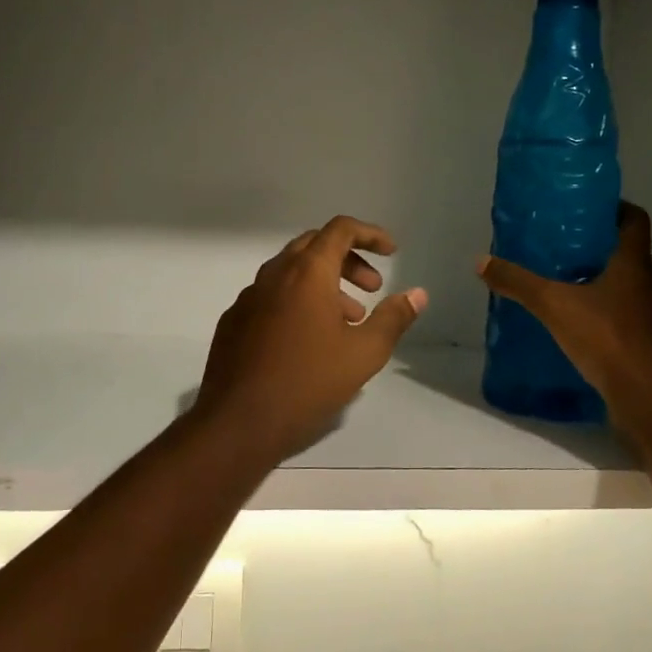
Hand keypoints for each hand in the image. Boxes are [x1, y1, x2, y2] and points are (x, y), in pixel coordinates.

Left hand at [193, 216, 427, 463]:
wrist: (238, 422)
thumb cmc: (307, 382)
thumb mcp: (364, 353)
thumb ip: (393, 318)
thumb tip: (417, 294)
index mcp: (307, 273)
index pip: (340, 229)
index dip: (370, 234)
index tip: (391, 253)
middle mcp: (274, 274)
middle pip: (315, 246)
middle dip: (349, 260)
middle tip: (372, 288)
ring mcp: (249, 297)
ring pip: (291, 272)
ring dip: (324, 284)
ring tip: (347, 320)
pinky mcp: (234, 321)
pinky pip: (271, 296)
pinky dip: (297, 301)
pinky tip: (307, 339)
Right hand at [476, 202, 651, 420]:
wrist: (648, 398)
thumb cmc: (607, 338)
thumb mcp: (553, 305)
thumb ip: (519, 283)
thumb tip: (482, 262)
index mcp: (634, 265)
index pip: (635, 220)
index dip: (616, 209)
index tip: (590, 209)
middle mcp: (651, 286)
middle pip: (629, 256)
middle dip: (599, 252)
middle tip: (564, 251)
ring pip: (628, 291)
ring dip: (603, 287)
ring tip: (566, 290)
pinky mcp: (651, 348)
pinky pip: (627, 322)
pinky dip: (606, 319)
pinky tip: (578, 330)